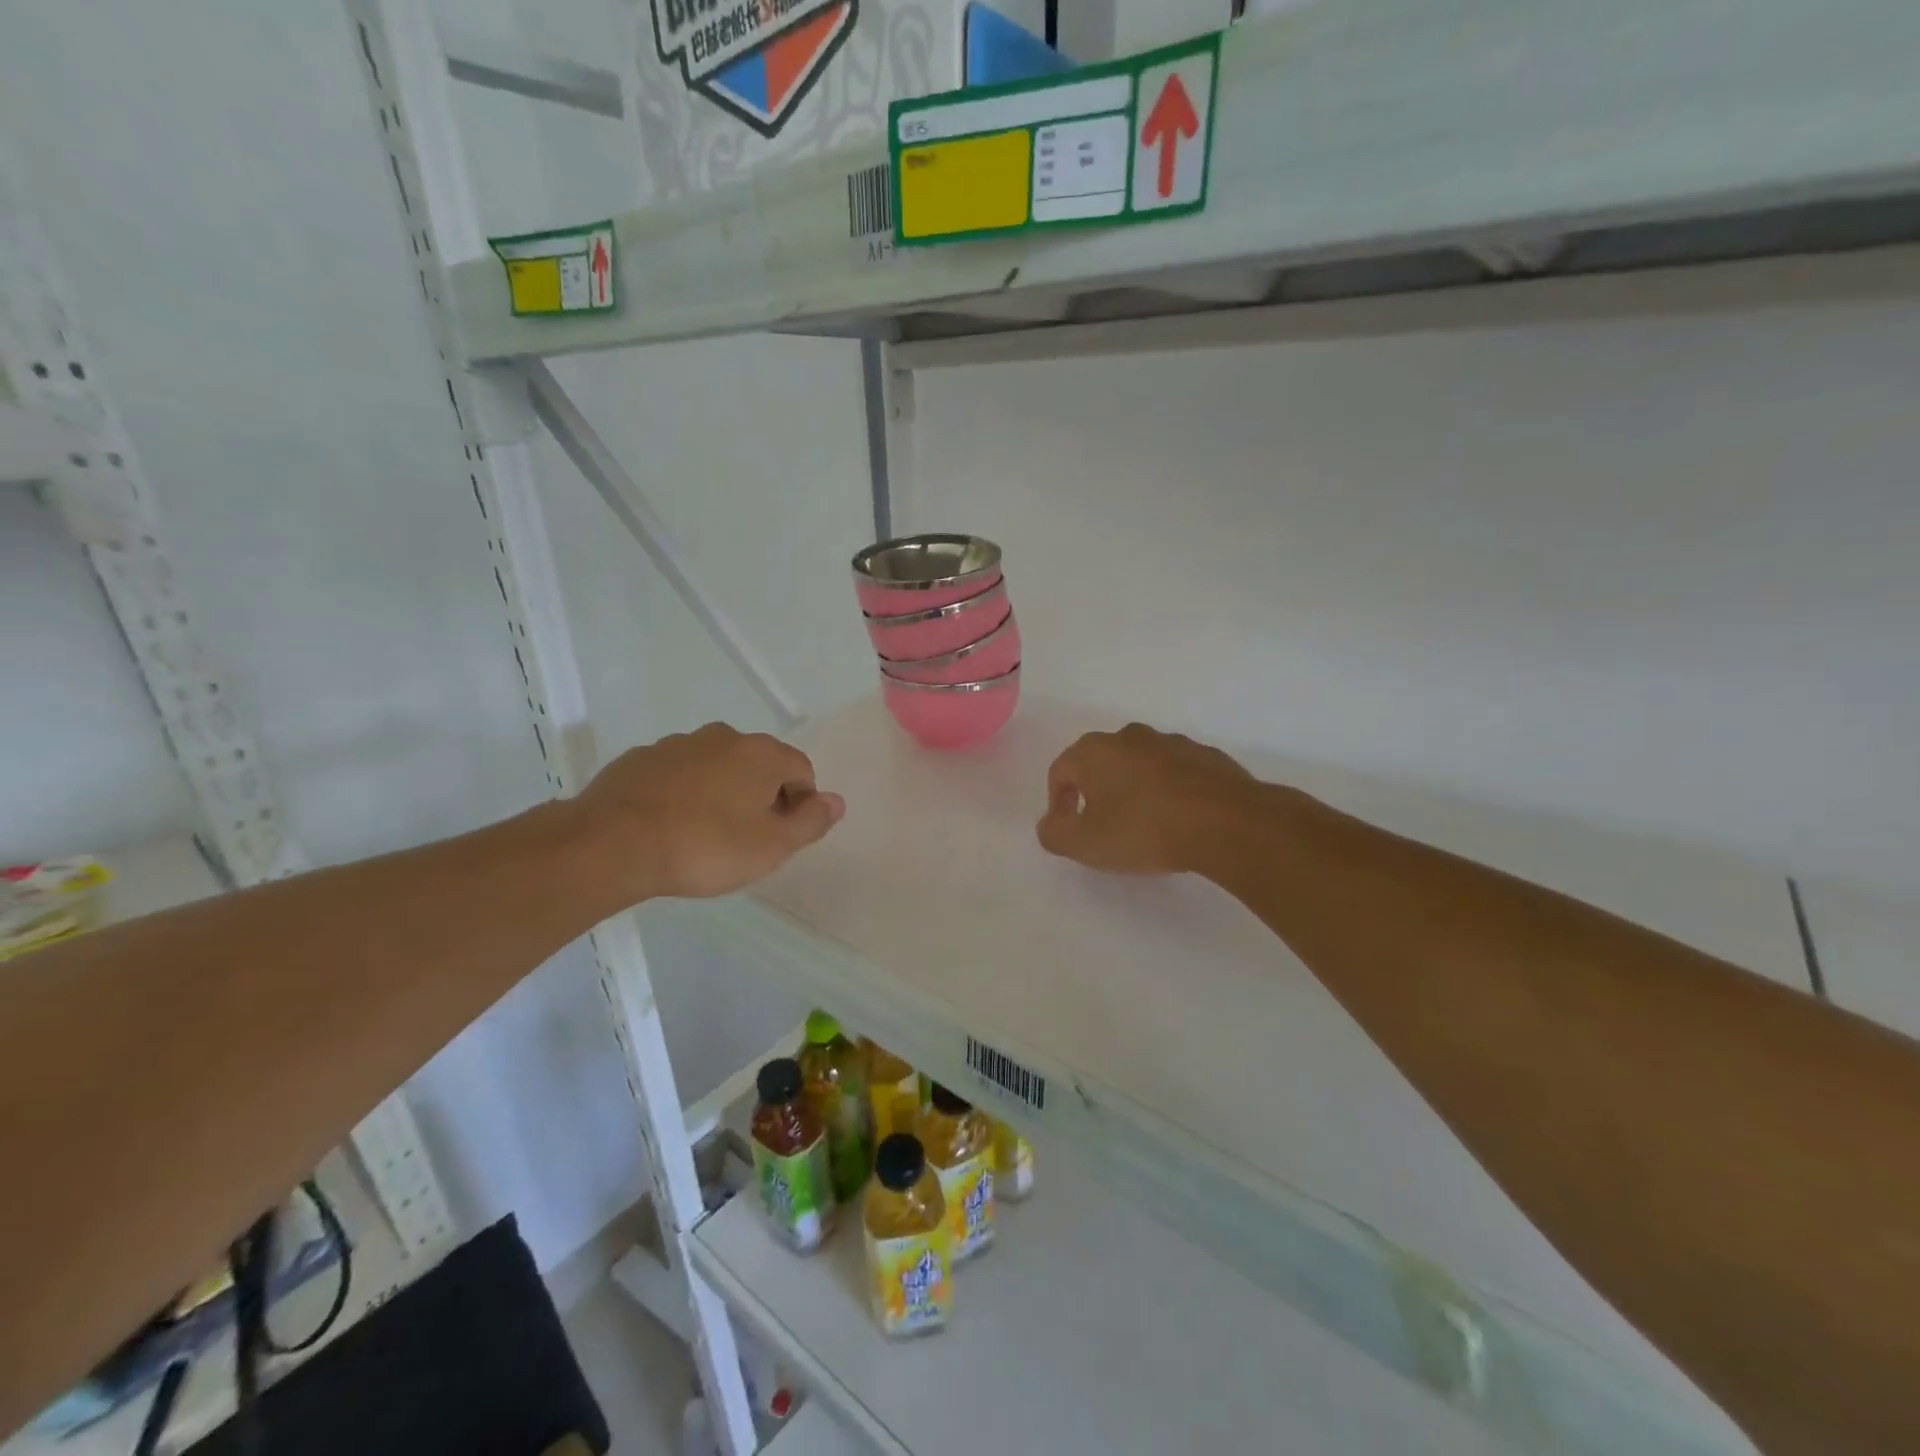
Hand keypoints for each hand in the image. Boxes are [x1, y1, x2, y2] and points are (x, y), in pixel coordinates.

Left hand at [574, 724, 844, 902]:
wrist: (612, 845)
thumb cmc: (705, 847)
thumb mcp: (772, 847)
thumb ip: (811, 822)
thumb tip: (836, 801)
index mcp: (761, 753)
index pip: (801, 771)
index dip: (800, 804)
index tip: (781, 837)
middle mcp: (724, 737)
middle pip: (759, 765)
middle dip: (761, 796)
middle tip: (747, 839)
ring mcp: (678, 744)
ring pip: (717, 767)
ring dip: (721, 793)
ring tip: (705, 835)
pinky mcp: (641, 759)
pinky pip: (678, 774)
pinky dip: (684, 794)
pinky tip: (670, 826)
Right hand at [1036, 723, 1254, 874]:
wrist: (1225, 822)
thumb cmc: (1143, 830)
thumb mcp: (1084, 844)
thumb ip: (1054, 834)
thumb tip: (1049, 824)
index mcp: (1094, 751)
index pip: (1060, 771)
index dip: (1057, 802)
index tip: (1067, 829)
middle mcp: (1130, 737)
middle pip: (1101, 764)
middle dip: (1096, 792)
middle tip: (1103, 827)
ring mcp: (1172, 743)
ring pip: (1140, 766)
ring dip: (1134, 790)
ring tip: (1144, 826)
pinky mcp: (1207, 756)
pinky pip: (1176, 774)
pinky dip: (1170, 792)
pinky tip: (1179, 820)